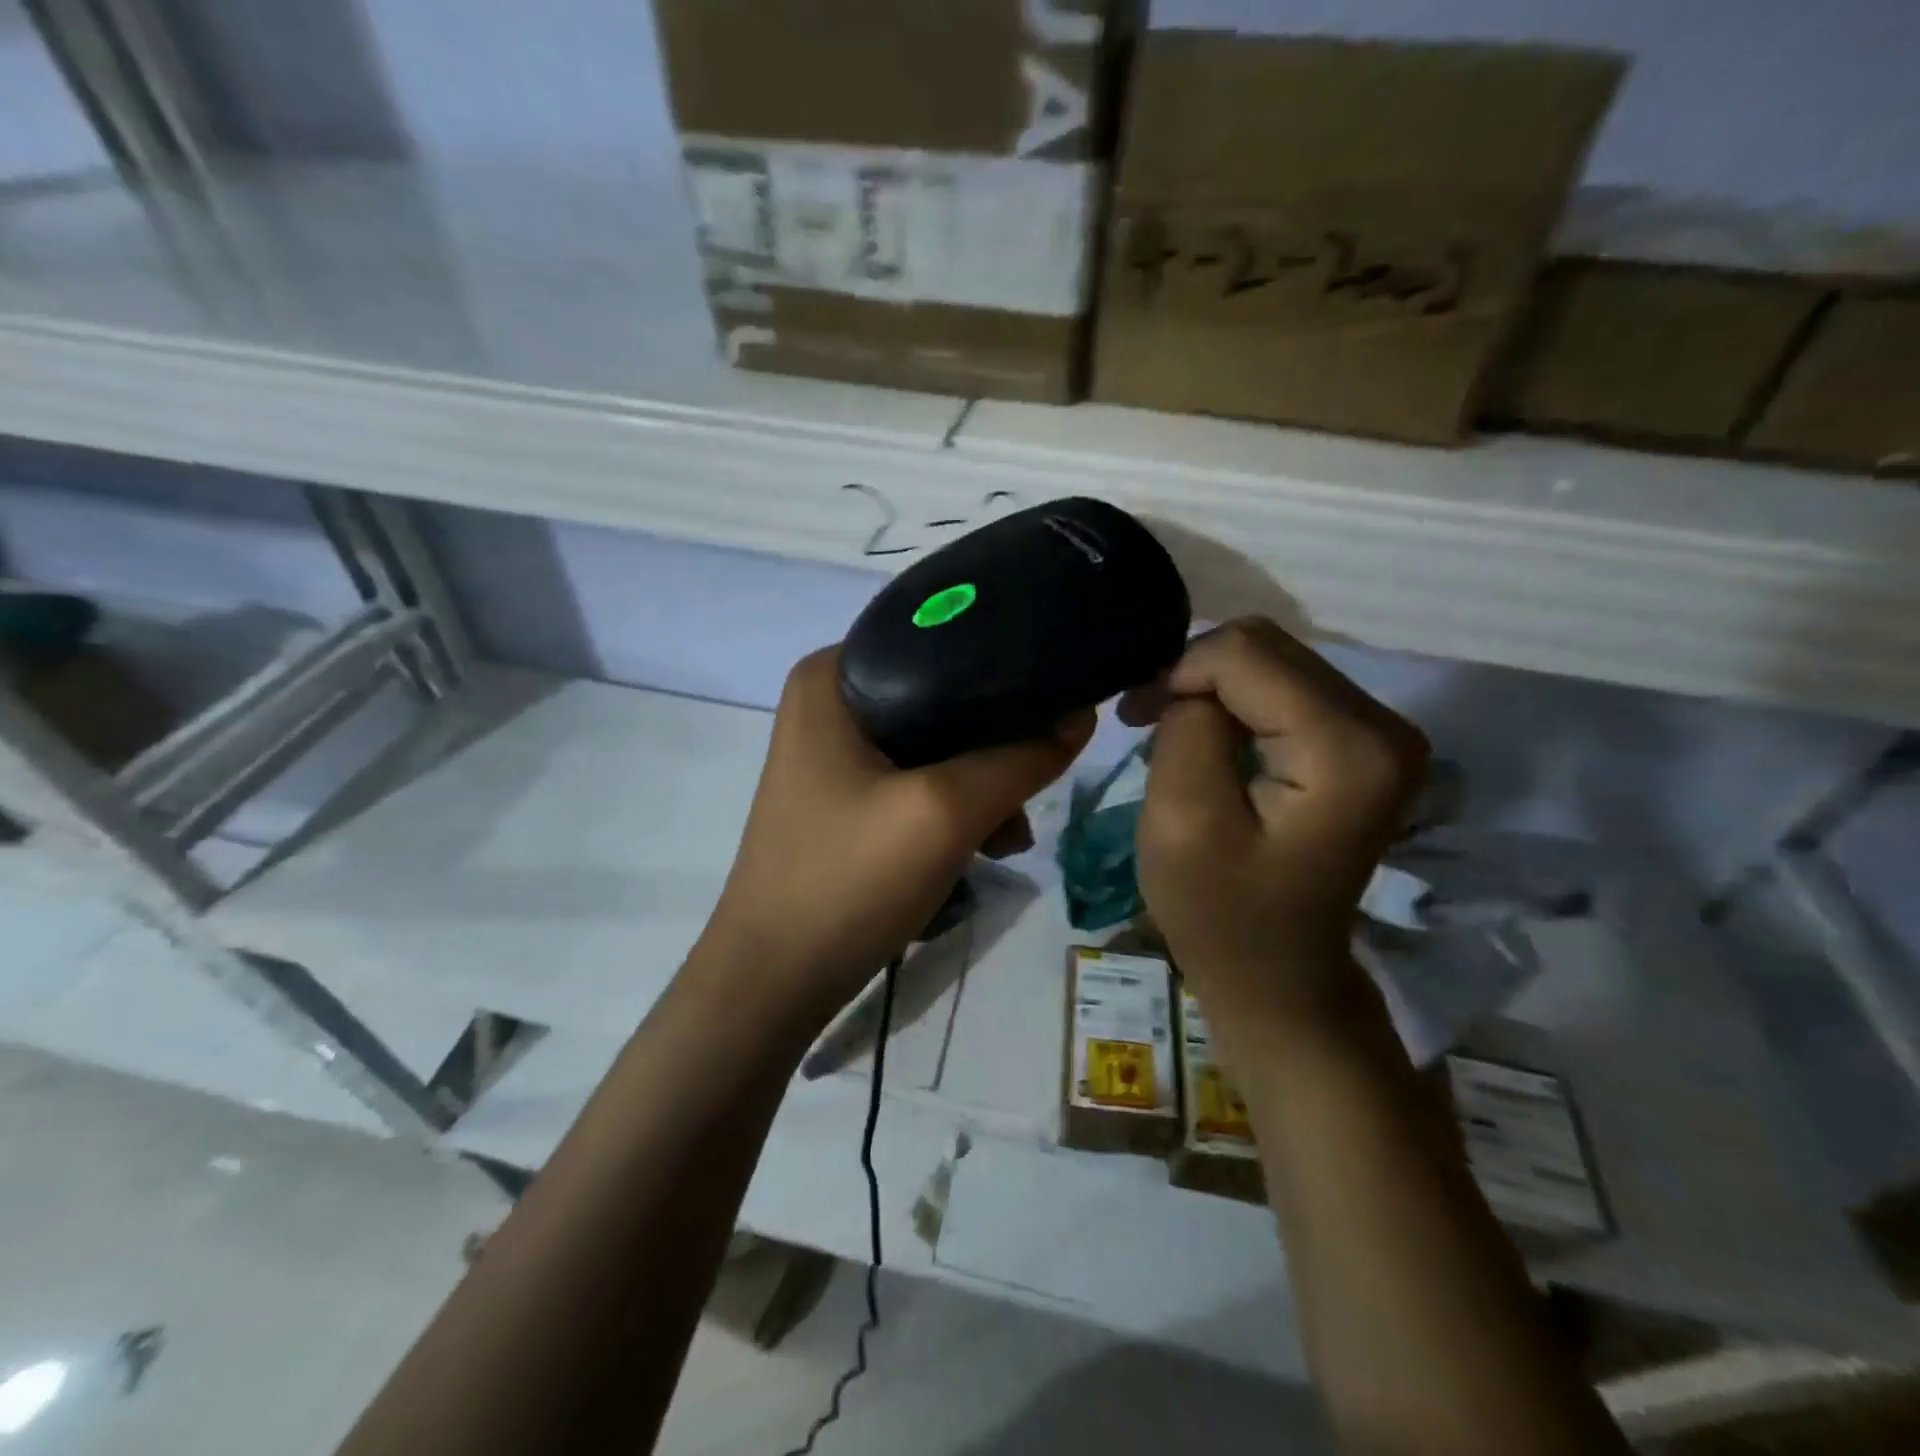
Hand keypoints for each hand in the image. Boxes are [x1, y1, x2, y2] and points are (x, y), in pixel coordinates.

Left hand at [700, 647, 1093, 1022]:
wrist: (773, 982)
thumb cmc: (847, 882)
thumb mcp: (945, 813)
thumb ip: (1020, 758)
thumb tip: (1083, 714)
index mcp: (832, 675)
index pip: (939, 639)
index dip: (1004, 669)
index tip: (1055, 704)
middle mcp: (830, 701)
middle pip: (944, 698)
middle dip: (996, 747)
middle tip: (1029, 794)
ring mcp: (835, 752)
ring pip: (938, 745)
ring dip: (982, 787)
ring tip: (1008, 839)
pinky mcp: (846, 796)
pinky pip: (918, 781)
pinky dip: (954, 809)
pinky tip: (981, 849)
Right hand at [1125, 618, 1427, 1012]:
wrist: (1278, 973)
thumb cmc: (1220, 912)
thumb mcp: (1181, 819)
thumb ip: (1187, 728)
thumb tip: (1193, 682)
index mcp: (1348, 749)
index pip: (1247, 655)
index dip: (1179, 673)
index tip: (1137, 719)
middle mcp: (1385, 725)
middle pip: (1267, 646)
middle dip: (1194, 674)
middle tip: (1144, 718)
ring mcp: (1382, 732)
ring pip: (1273, 659)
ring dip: (1211, 686)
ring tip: (1168, 728)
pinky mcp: (1364, 742)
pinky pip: (1285, 685)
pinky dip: (1235, 700)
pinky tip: (1207, 734)